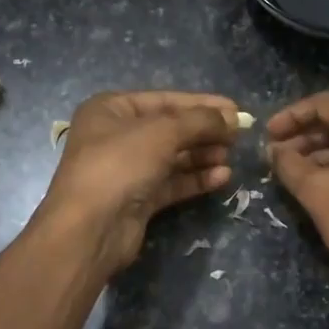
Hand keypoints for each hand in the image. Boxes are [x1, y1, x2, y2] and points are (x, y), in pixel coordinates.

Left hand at [37, 91, 240, 275]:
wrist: (90, 228)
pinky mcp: (137, 199)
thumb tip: (231, 118)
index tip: (235, 109)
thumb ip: (200, 121)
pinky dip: (196, 179)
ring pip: (173, 157)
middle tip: (238, 136)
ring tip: (231, 157)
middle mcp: (117, 136)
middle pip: (171, 129)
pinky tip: (222, 177)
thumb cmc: (120, 164)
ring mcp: (127, 170)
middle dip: (205, 132)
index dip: (202, 104)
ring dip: (203, 155)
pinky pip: (172, 182)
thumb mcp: (163, 131)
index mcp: (112, 109)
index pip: (165, 100)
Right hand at [268, 93, 328, 319]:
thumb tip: (274, 151)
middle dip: (306, 134)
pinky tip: (321, 183)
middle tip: (277, 154)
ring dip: (322, 150)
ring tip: (294, 171)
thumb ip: (290, 165)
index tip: (268, 134)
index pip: (325, 104)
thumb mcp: (316, 192)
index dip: (291, 115)